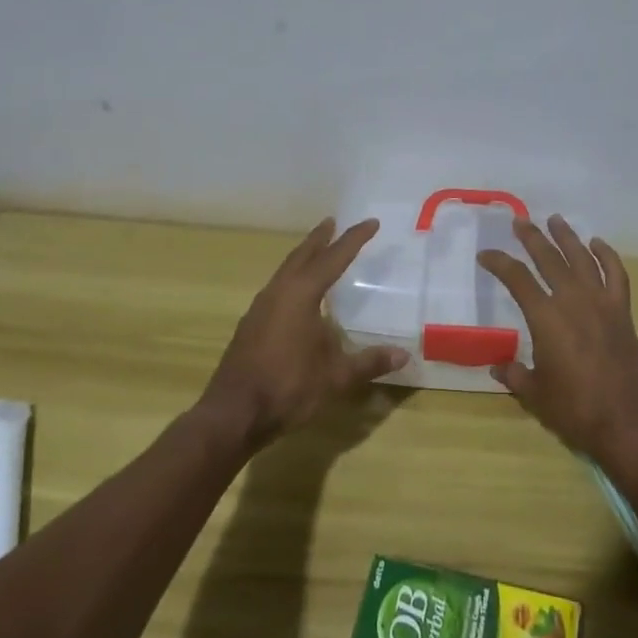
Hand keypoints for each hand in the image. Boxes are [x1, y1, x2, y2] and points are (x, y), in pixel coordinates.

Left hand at [199, 218, 406, 449]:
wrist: (233, 414)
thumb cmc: (288, 387)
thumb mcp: (336, 377)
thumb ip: (369, 363)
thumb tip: (404, 354)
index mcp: (301, 295)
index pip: (334, 258)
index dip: (354, 239)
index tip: (371, 222)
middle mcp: (279, 293)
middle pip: (302, 256)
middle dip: (320, 238)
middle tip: (333, 223)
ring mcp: (260, 308)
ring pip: (285, 271)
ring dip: (303, 257)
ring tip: (317, 252)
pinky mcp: (251, 325)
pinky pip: (276, 288)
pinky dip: (292, 278)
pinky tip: (297, 295)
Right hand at [477, 215, 637, 468]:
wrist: (628, 422)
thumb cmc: (575, 410)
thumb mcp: (535, 395)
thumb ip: (515, 375)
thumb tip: (498, 366)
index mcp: (546, 318)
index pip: (516, 279)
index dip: (498, 263)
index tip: (485, 255)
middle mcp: (572, 300)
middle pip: (549, 258)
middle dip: (532, 238)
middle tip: (520, 221)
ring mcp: (601, 303)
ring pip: (582, 258)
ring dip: (567, 237)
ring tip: (555, 220)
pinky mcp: (622, 312)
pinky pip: (616, 274)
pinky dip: (607, 256)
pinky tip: (597, 244)